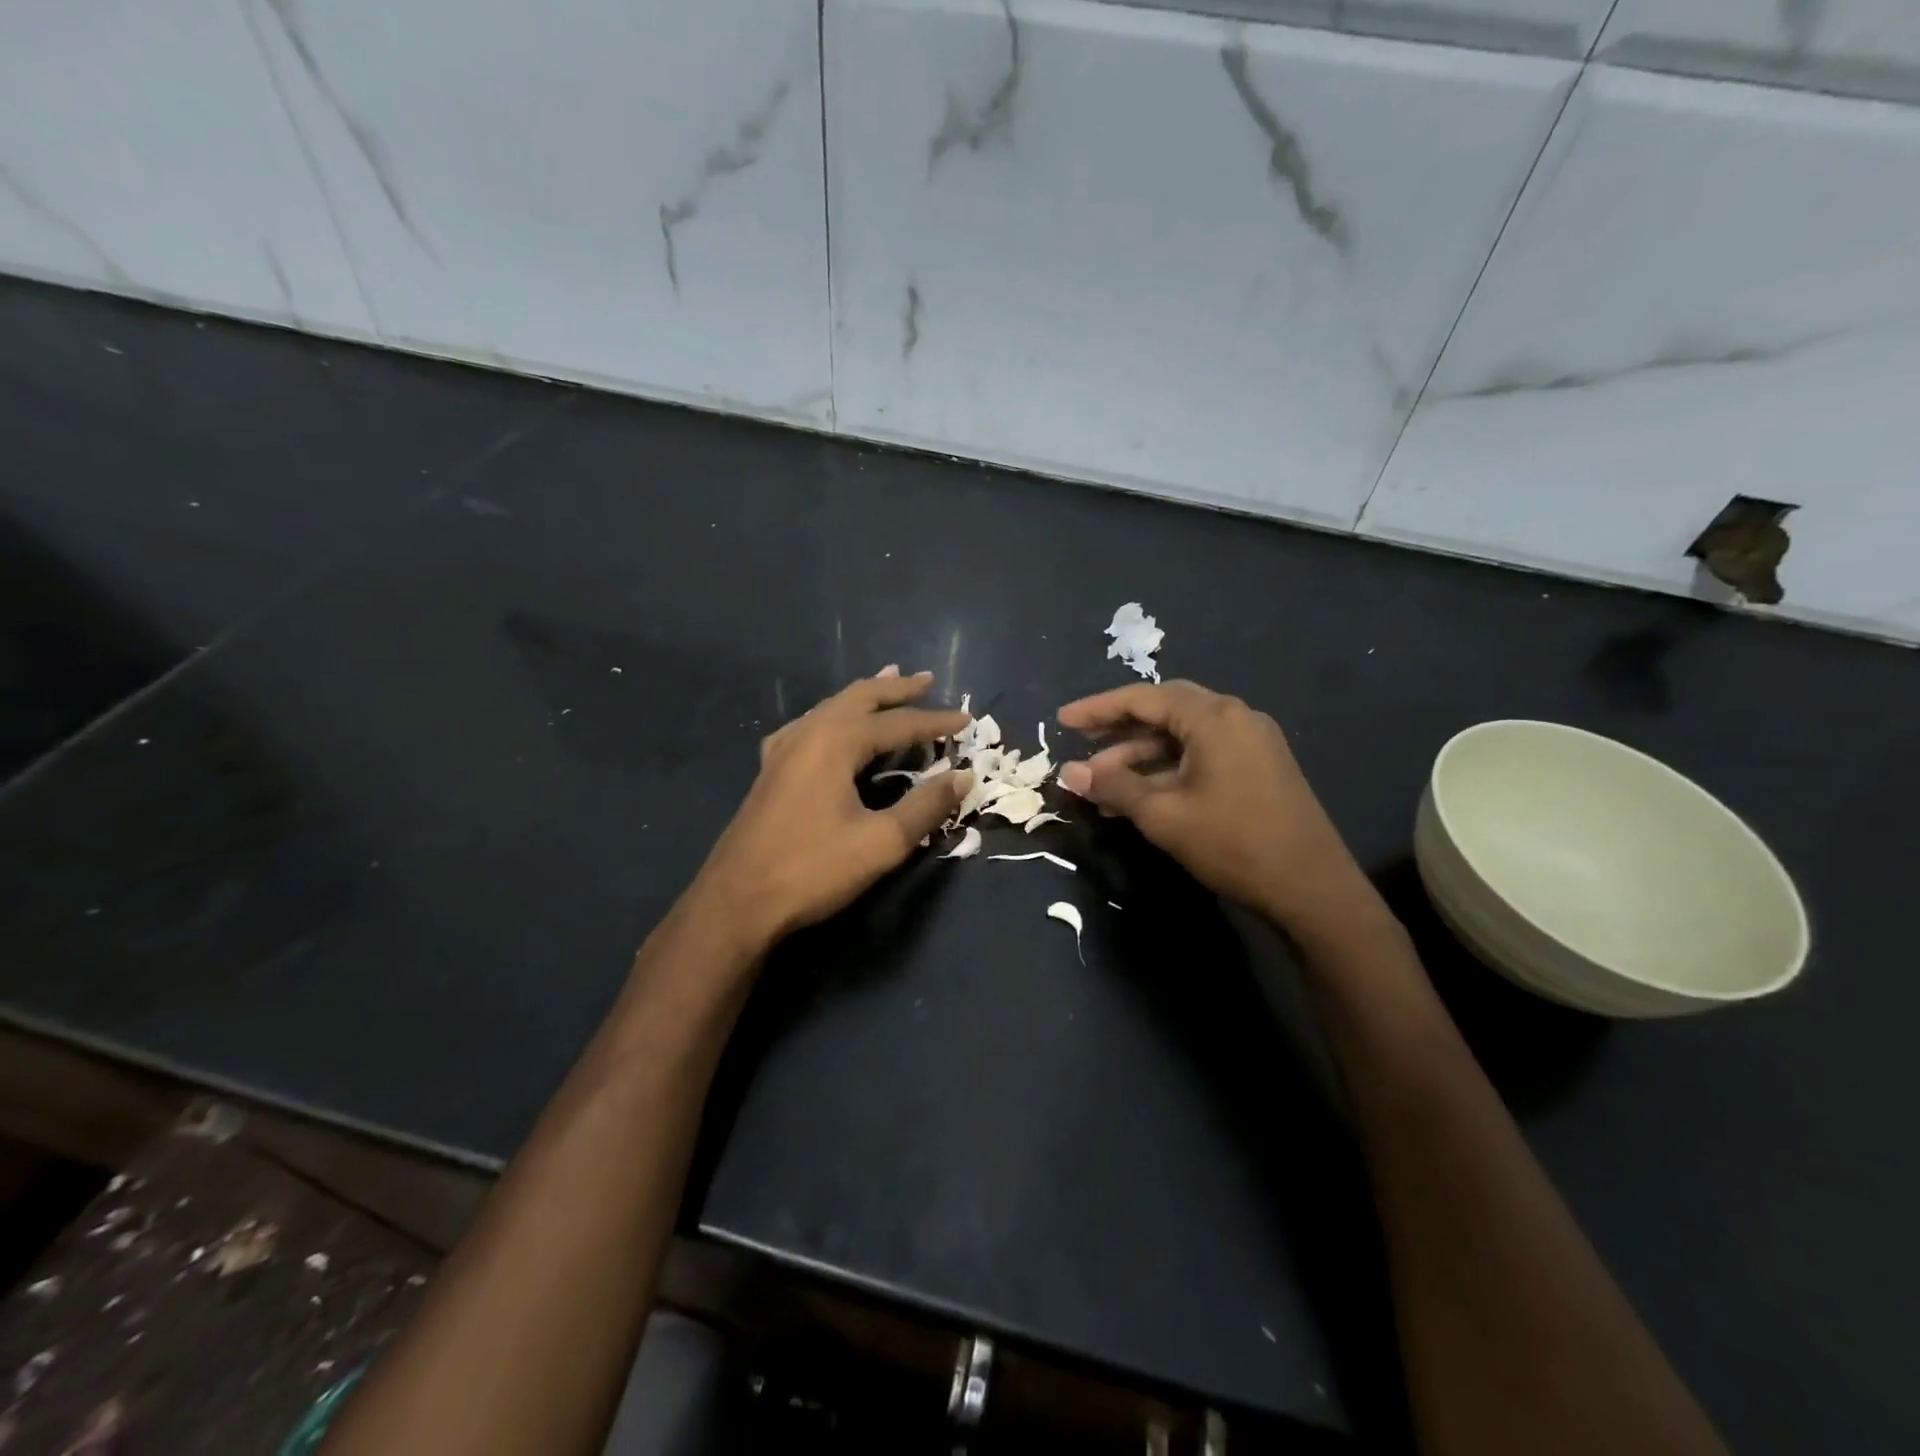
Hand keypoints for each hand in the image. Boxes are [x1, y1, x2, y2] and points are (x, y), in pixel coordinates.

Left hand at [691, 668, 971, 950]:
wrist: (737, 901)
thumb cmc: (813, 868)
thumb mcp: (881, 842)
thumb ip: (925, 806)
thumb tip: (963, 776)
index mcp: (836, 741)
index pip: (898, 723)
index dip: (934, 721)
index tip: (966, 719)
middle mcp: (808, 733)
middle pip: (859, 698)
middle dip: (895, 690)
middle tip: (925, 680)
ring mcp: (783, 749)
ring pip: (830, 707)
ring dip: (863, 696)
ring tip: (886, 682)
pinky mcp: (770, 770)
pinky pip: (809, 726)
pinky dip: (833, 715)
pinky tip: (830, 725)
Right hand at [1056, 681, 1372, 939]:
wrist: (1312, 888)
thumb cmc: (1233, 843)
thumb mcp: (1164, 815)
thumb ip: (1114, 787)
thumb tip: (1069, 772)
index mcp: (1214, 717)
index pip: (1144, 698)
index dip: (1098, 708)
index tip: (1062, 721)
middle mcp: (1235, 717)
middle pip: (1165, 710)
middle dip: (1119, 727)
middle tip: (1081, 740)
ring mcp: (1252, 742)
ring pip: (1183, 736)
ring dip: (1141, 755)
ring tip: (1102, 782)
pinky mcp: (1259, 767)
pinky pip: (1202, 754)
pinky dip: (1168, 768)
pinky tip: (1140, 796)